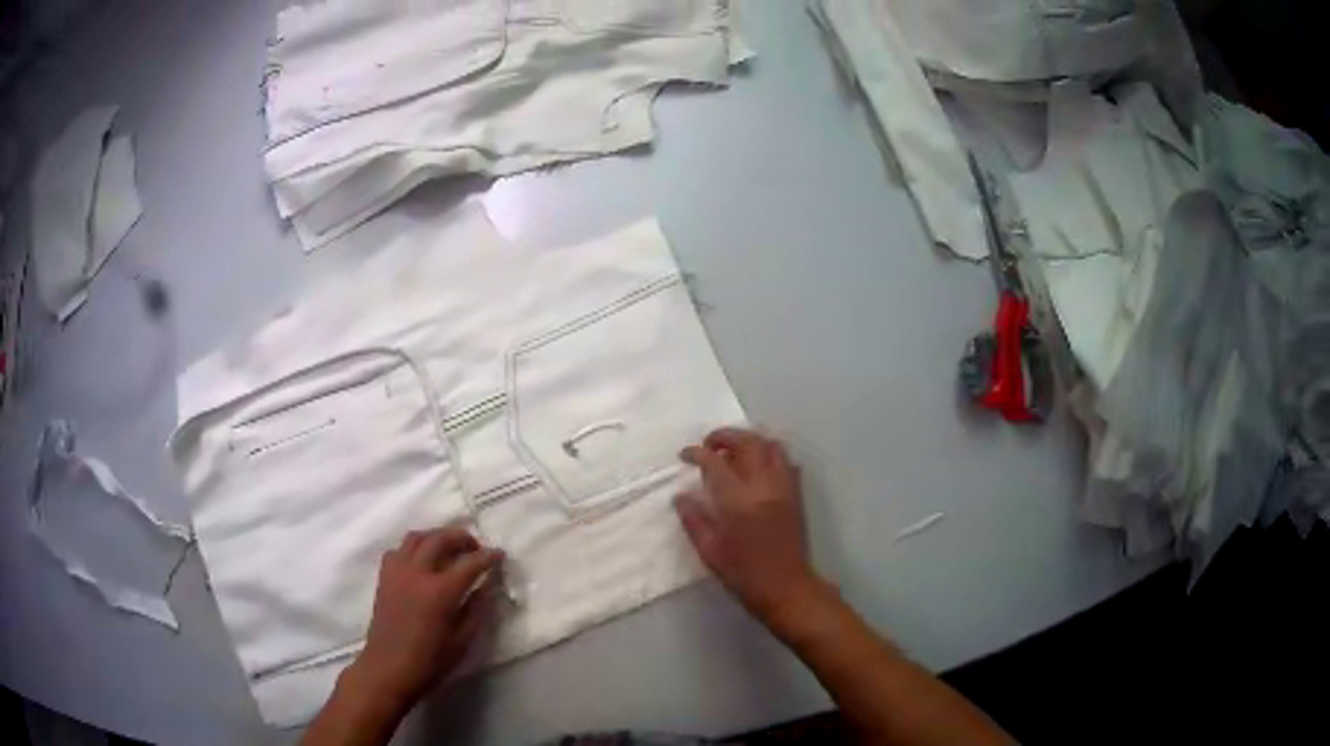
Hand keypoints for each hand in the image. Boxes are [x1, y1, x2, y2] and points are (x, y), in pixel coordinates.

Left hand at [347, 528, 503, 710]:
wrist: (388, 668)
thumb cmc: (429, 661)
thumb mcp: (462, 641)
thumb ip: (477, 610)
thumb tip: (487, 587)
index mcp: (440, 591)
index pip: (470, 563)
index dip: (488, 557)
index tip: (500, 554)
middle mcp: (417, 573)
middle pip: (440, 539)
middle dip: (462, 538)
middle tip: (476, 548)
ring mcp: (397, 571)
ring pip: (417, 537)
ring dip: (436, 537)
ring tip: (449, 549)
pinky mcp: (384, 576)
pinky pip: (399, 550)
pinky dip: (414, 548)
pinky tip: (422, 562)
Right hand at [674, 429, 827, 627]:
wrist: (786, 587)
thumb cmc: (744, 574)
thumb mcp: (710, 551)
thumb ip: (694, 520)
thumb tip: (681, 496)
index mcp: (738, 501)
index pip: (715, 462)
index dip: (697, 453)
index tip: (685, 455)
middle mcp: (763, 486)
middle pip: (747, 443)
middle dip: (725, 436)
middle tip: (708, 444)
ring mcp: (784, 487)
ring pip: (771, 446)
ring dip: (750, 440)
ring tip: (733, 451)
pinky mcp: (796, 494)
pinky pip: (785, 461)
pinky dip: (770, 454)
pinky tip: (757, 467)